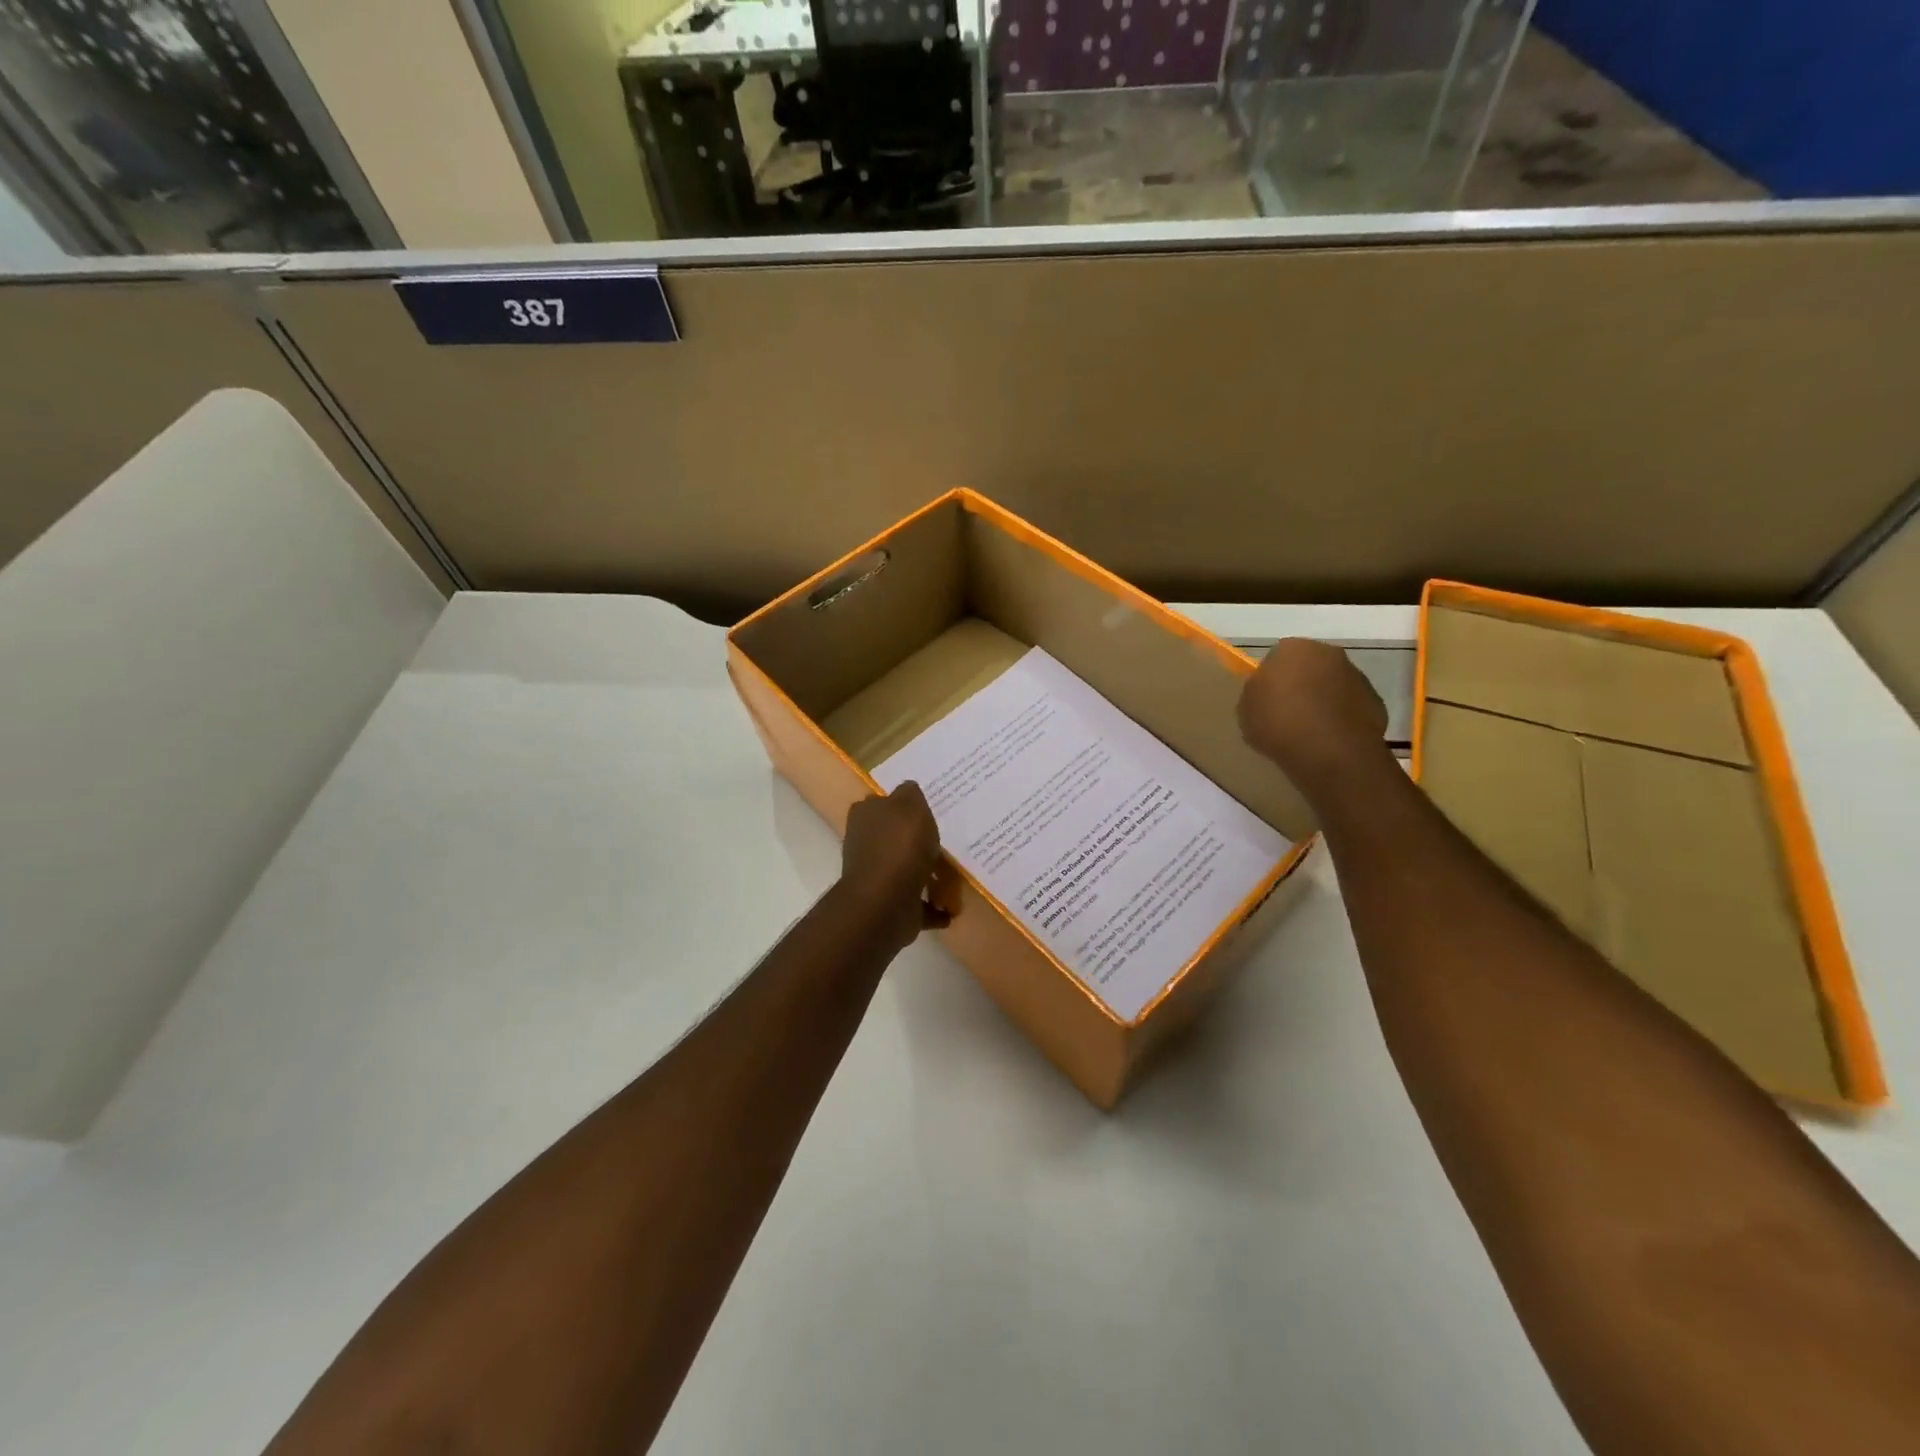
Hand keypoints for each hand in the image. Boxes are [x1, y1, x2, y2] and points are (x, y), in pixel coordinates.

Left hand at [839, 782, 950, 951]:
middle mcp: (866, 844)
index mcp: (866, 816)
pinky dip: (932, 906)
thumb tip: (907, 790)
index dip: (904, 806)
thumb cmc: (899, 846)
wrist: (885, 902)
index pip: (883, 803)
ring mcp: (876, 876)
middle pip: (895, 837)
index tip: (928, 810)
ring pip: (906, 870)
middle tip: (946, 842)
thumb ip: (910, 794)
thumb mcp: (910, 805)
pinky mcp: (889, 905)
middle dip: (917, 842)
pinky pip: (916, 903)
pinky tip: (950, 907)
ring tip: (954, 876)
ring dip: (927, 874)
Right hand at [1238, 639, 1390, 800]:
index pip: (1277, 656)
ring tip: (1309, 730)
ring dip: (1322, 700)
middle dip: (1300, 684)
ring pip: (1332, 684)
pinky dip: (1341, 717)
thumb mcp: (1246, 708)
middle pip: (1309, 666)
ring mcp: (1356, 676)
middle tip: (1287, 712)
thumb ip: (1256, 692)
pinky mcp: (1375, 701)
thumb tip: (1268, 691)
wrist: (1329, 751)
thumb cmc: (1278, 723)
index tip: (1266, 699)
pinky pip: (1350, 706)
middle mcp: (1328, 653)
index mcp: (1292, 648)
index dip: (1271, 678)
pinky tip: (1329, 739)